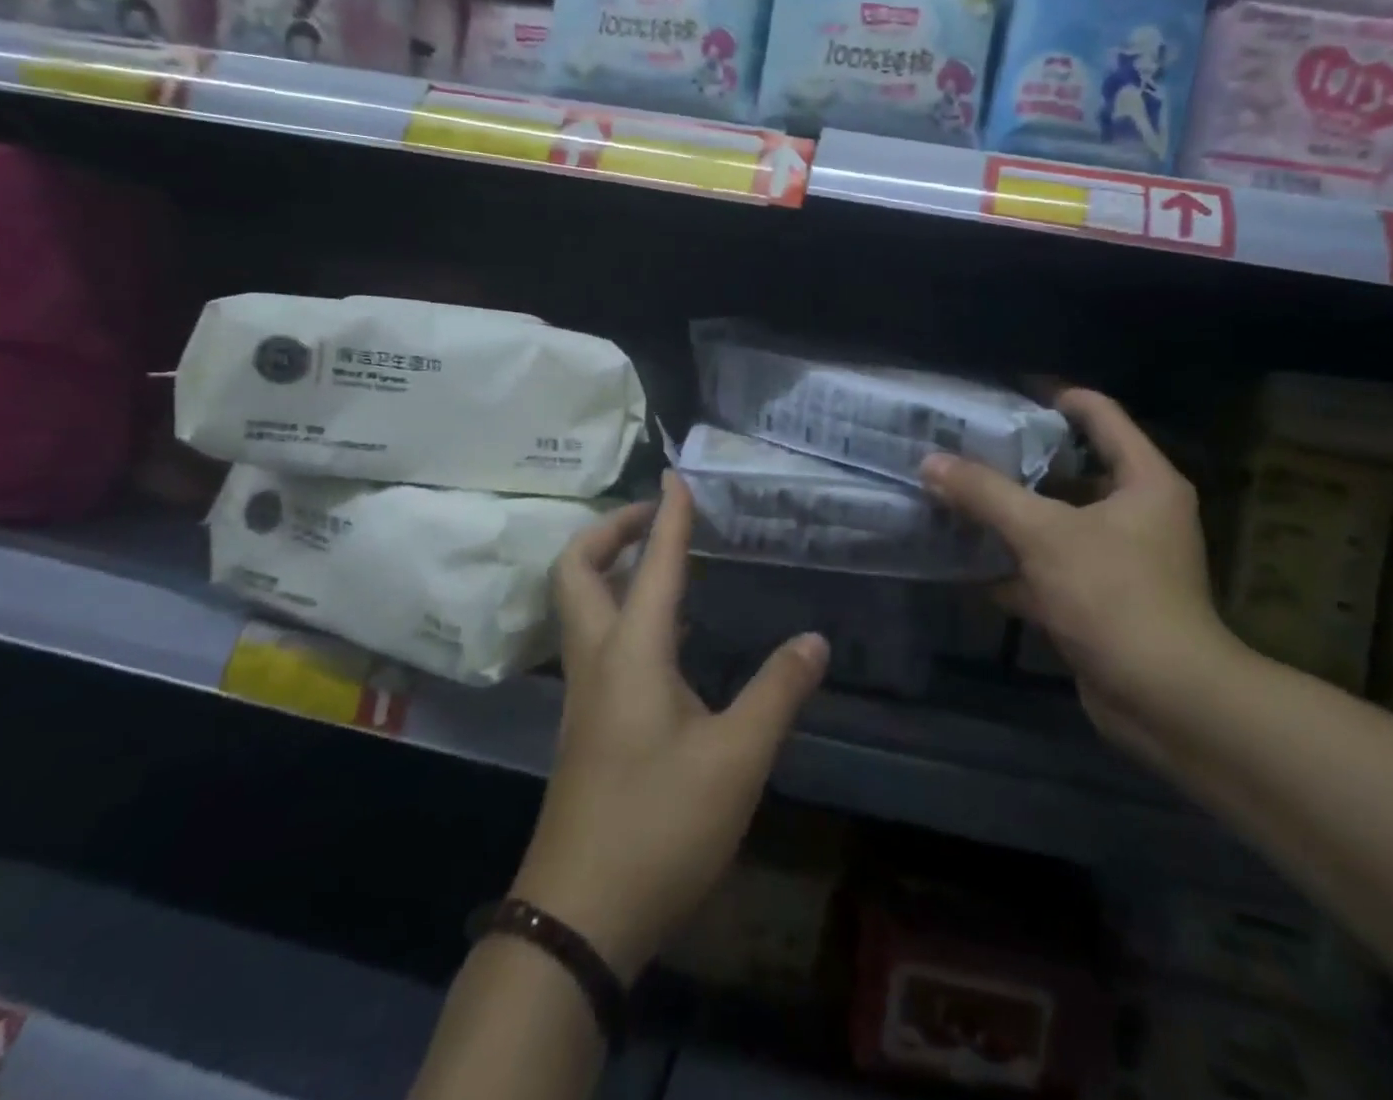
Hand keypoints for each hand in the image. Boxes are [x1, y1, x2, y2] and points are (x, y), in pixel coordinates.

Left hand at [510, 474, 829, 981]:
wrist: (578, 917)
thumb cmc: (659, 825)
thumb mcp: (737, 759)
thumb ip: (778, 692)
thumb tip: (815, 640)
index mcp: (632, 653)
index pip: (654, 564)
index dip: (669, 516)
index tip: (678, 475)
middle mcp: (597, 660)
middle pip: (578, 571)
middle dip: (612, 530)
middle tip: (658, 518)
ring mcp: (583, 694)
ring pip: (581, 605)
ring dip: (613, 568)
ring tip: (666, 563)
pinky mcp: (586, 724)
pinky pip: (595, 639)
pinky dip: (621, 610)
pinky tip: (665, 635)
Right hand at [921, 389, 1239, 752]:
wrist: (1163, 698)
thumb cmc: (1113, 595)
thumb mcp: (1043, 534)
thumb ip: (985, 494)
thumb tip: (930, 462)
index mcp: (1143, 480)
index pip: (1101, 416)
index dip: (1057, 398)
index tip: (1005, 394)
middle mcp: (1138, 513)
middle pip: (1074, 469)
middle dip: (1020, 460)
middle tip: (968, 445)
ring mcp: (1119, 559)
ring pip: (1057, 521)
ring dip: (1012, 514)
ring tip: (959, 493)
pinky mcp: (1100, 600)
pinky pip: (1050, 567)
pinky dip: (1014, 566)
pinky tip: (968, 563)